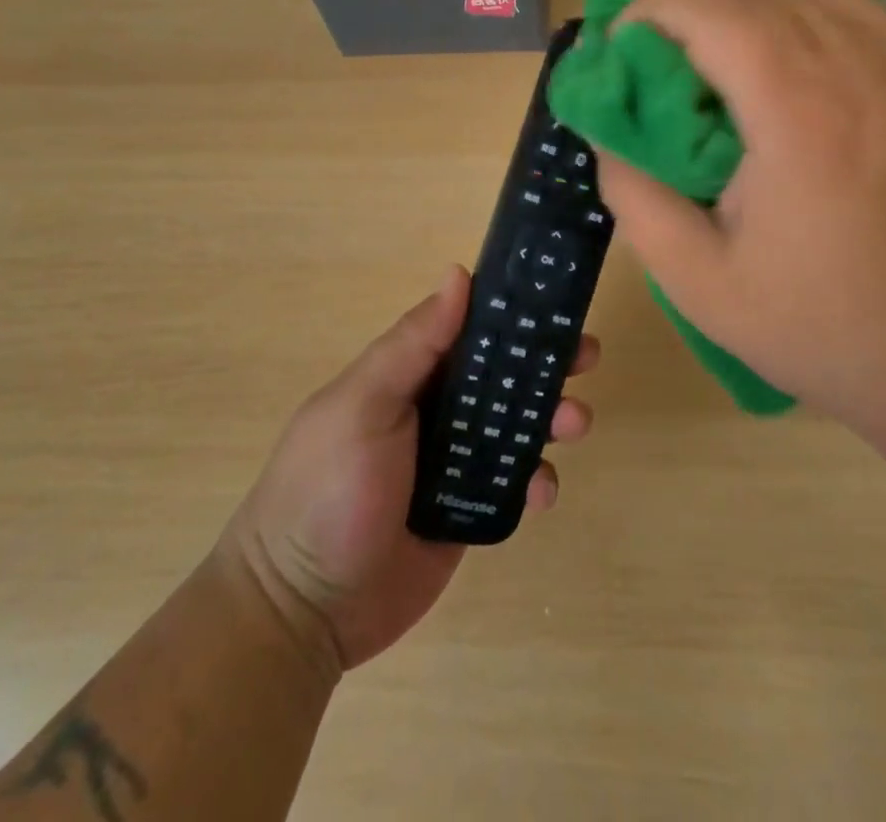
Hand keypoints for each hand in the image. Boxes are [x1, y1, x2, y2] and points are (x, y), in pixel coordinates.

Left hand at [222, 266, 599, 669]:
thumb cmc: (327, 490)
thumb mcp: (363, 405)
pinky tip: (542, 490)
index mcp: (406, 376)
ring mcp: (450, 464)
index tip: (555, 303)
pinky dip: (536, 481)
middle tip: (586, 358)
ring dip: (550, 417)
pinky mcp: (465, 513)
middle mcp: (432, 411)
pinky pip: (512, 485)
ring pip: (514, 427)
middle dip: (544, 364)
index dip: (511, 313)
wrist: (299, 612)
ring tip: (574, 424)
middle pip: (500, 375)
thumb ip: (413, 344)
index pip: (466, 328)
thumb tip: (458, 273)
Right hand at [595, 0, 885, 448]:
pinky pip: (858, 13)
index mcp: (800, 114)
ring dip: (746, 0)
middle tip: (655, 50)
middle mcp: (862, 69)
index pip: (713, 6)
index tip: (622, 48)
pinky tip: (787, 66)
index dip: (651, 8)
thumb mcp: (698, 282)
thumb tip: (608, 130)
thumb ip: (634, 194)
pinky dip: (802, 14)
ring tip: (716, 51)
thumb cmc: (824, 330)